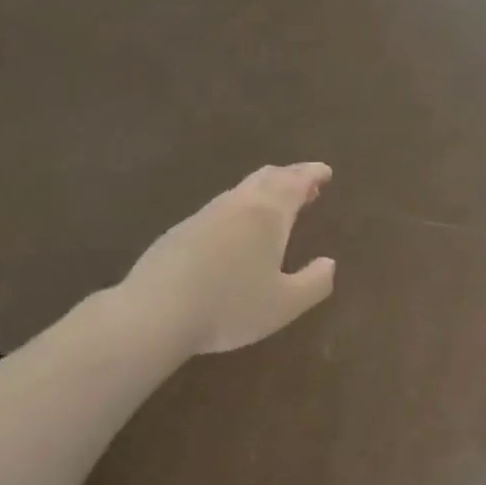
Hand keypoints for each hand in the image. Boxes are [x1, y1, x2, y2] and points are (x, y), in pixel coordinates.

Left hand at [124, 163, 335, 355]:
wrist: (156, 312)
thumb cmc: (231, 307)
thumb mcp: (285, 304)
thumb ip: (314, 283)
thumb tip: (329, 263)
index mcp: (267, 215)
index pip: (295, 183)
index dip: (312, 175)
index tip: (325, 172)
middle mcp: (236, 205)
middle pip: (266, 179)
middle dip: (289, 177)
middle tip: (304, 184)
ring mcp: (203, 216)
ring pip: (240, 192)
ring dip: (263, 192)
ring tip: (274, 206)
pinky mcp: (178, 232)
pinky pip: (219, 210)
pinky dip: (238, 210)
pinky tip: (234, 232)